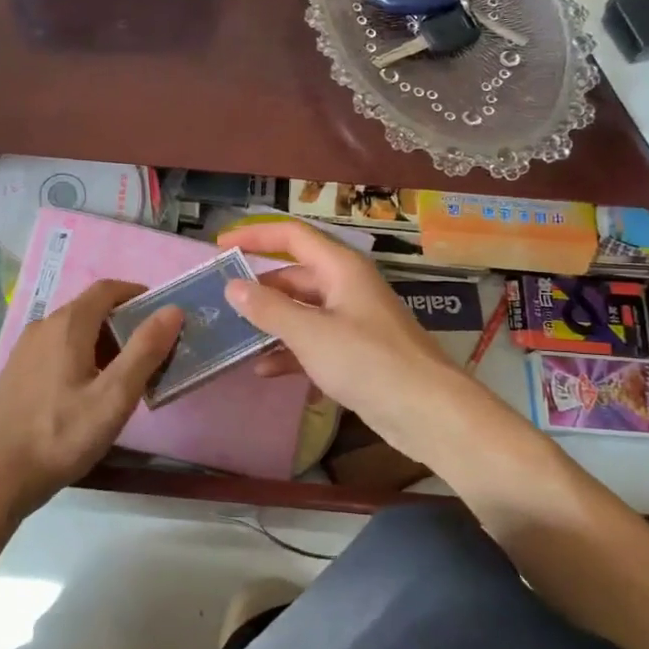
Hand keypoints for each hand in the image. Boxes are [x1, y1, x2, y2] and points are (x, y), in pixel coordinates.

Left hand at [0, 280, 181, 516]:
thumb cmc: (59, 436)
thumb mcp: (113, 397)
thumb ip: (145, 351)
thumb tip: (172, 310)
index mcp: (68, 325)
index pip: (108, 289)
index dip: (138, 294)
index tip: (163, 314)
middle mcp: (43, 327)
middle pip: (91, 309)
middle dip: (125, 323)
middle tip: (153, 352)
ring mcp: (25, 350)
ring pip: (73, 332)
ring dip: (104, 343)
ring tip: (127, 376)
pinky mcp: (16, 373)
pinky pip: (57, 351)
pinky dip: (82, 357)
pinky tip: (90, 393)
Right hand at [221, 222, 533, 470]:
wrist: (427, 412)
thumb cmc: (368, 362)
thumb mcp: (311, 333)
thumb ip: (268, 309)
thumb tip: (232, 286)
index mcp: (341, 268)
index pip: (292, 236)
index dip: (255, 236)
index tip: (220, 245)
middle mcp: (347, 287)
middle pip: (295, 274)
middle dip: (260, 286)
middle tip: (221, 299)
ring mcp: (353, 321)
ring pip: (303, 310)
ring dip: (272, 321)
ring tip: (235, 335)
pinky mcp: (356, 353)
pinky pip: (314, 341)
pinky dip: (289, 351)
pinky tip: (264, 370)